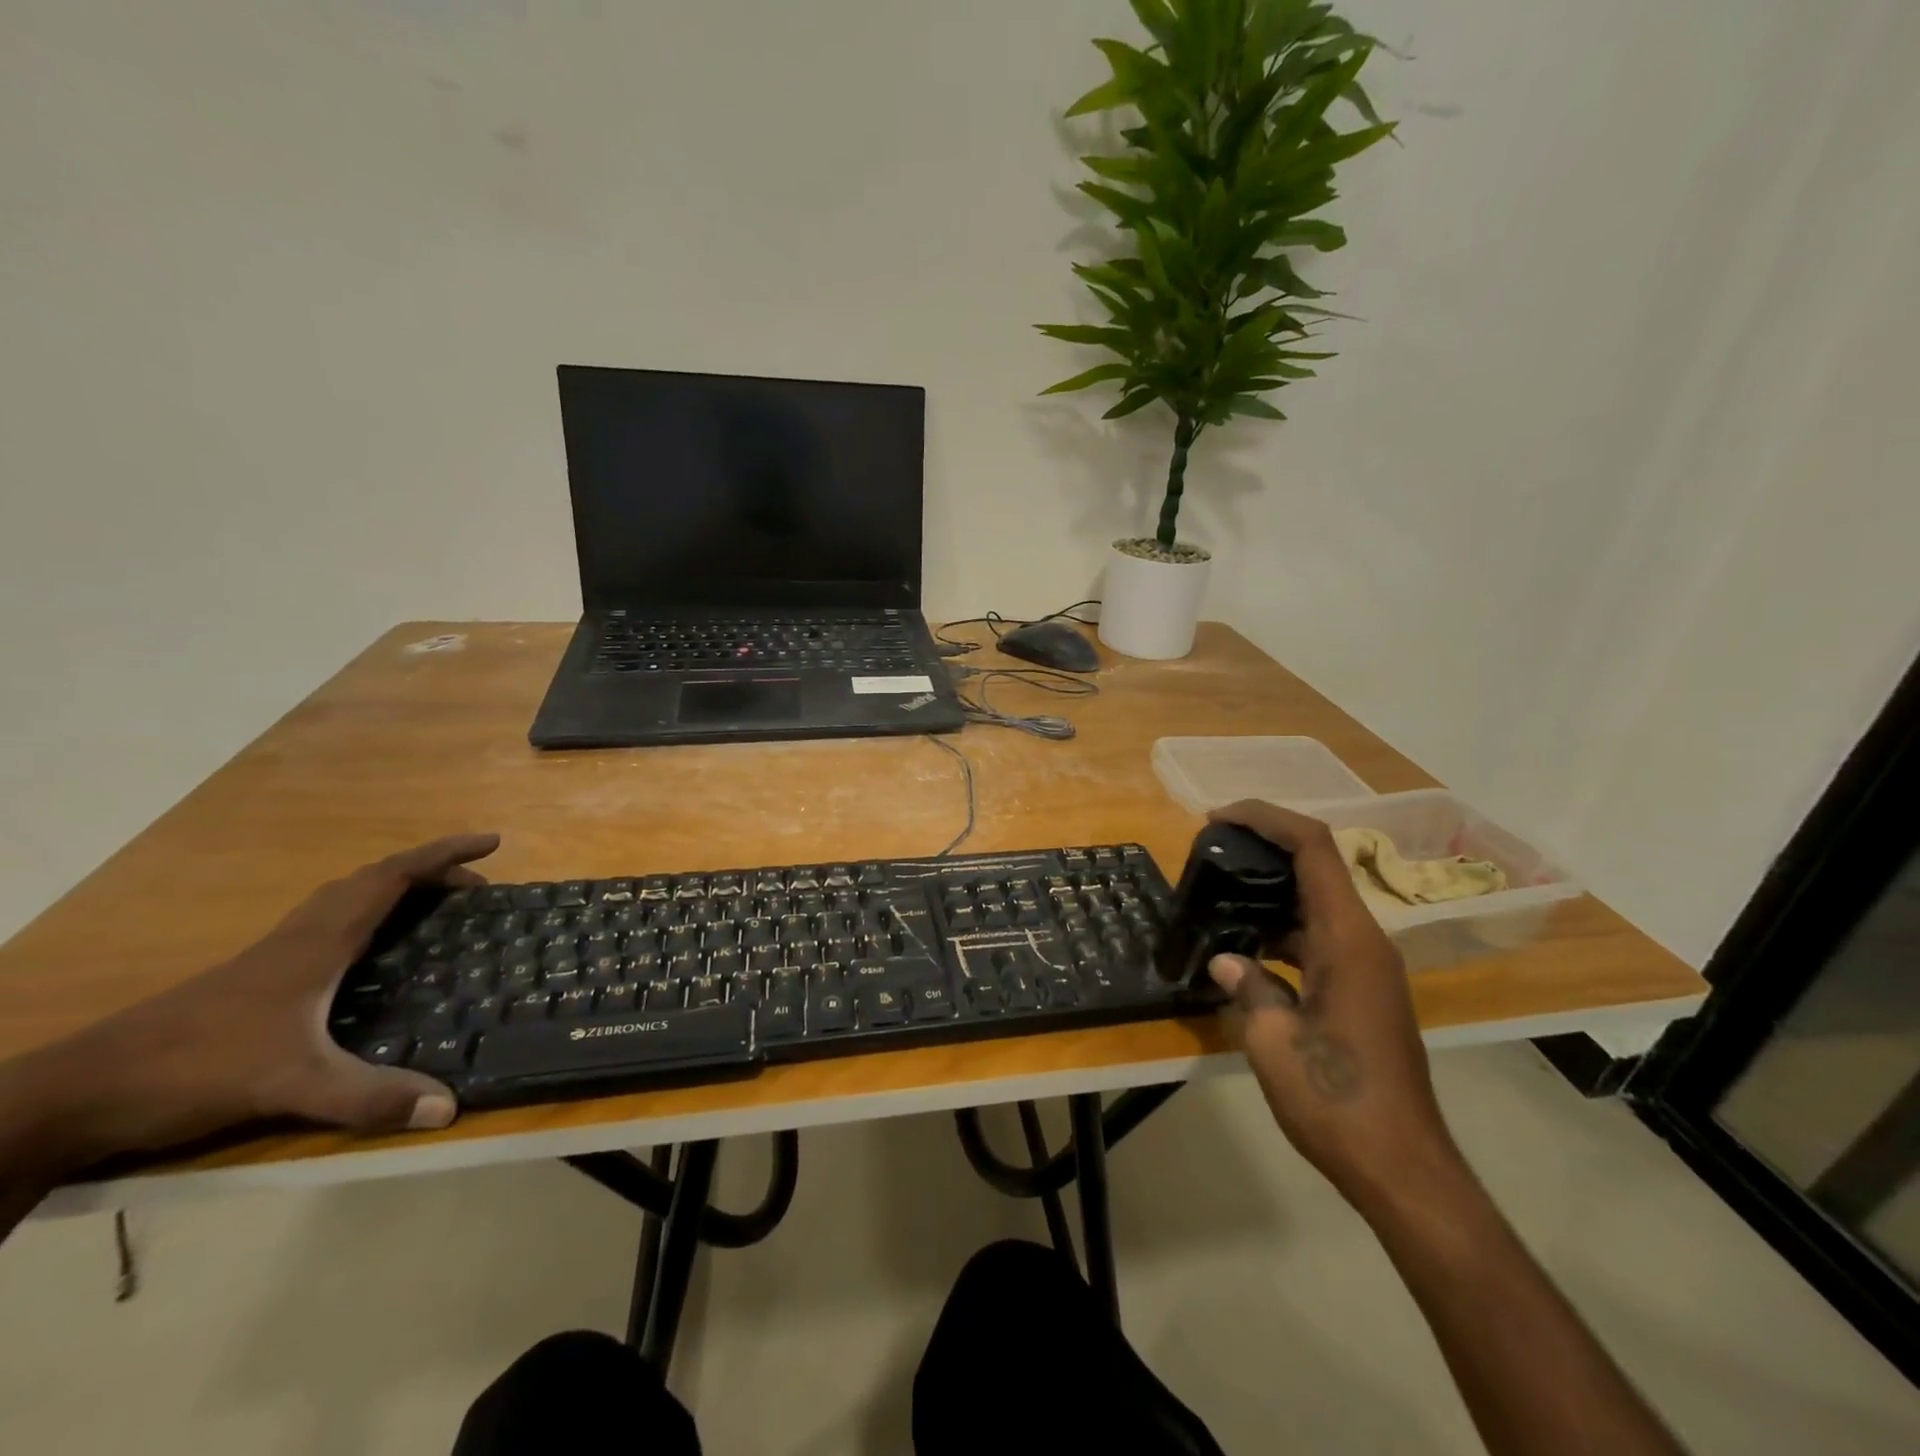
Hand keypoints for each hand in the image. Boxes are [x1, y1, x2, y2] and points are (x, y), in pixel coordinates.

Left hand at [5, 834, 499, 1170]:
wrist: (77, 1093)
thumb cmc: (193, 1069)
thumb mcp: (290, 1085)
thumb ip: (368, 1096)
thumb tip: (448, 1109)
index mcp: (318, 942)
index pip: (392, 877)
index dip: (444, 854)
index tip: (492, 842)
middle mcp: (300, 936)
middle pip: (373, 880)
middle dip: (431, 872)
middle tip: (477, 888)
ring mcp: (272, 956)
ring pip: (347, 899)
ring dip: (397, 890)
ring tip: (437, 908)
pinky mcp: (256, 978)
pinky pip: (328, 924)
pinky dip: (367, 917)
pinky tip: (371, 955)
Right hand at [1205, 801, 1462, 1212]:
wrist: (1403, 1169)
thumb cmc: (1337, 1101)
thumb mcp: (1272, 1042)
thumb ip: (1247, 987)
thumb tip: (1227, 961)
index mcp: (1348, 940)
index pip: (1312, 848)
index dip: (1267, 818)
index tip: (1218, 817)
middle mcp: (1364, 941)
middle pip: (1316, 867)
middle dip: (1263, 848)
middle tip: (1209, 853)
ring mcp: (1367, 967)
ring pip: (1316, 904)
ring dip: (1269, 891)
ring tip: (1216, 896)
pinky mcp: (1362, 991)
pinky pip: (1318, 938)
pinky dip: (1280, 930)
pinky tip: (1243, 949)